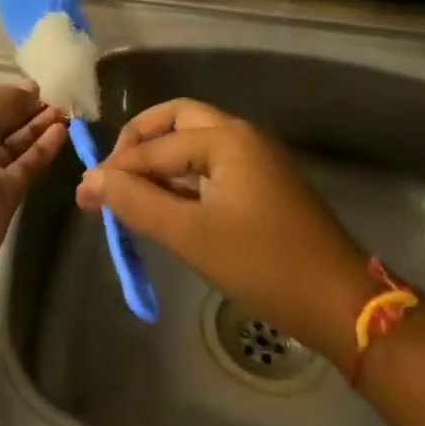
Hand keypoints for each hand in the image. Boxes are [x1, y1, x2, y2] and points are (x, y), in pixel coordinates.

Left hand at [0, 84, 66, 298]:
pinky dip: (41, 152)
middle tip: (59, 102)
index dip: (7, 94)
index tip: (39, 89)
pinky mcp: (2, 197)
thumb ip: (5, 105)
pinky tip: (60, 134)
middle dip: (26, 112)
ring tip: (65, 115)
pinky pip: (24, 168)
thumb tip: (31, 87)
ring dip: (37, 130)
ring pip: (14, 146)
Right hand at [75, 98, 374, 363]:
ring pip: (193, 142)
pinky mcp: (262, 185)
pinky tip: (163, 205)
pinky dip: (181, 178)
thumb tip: (91, 181)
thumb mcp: (190, 235)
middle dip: (139, 143)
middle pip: (176, 121)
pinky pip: (210, 166)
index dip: (115, 170)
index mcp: (226, 139)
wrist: (340, 304)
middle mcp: (241, 136)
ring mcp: (255, 159)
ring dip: (159, 161)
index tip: (84, 196)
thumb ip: (137, 202)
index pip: (154, 147)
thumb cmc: (263, 265)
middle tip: (113, 175)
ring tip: (129, 194)